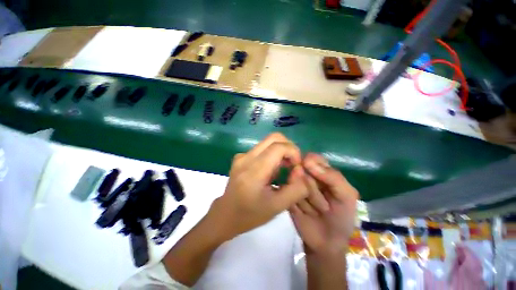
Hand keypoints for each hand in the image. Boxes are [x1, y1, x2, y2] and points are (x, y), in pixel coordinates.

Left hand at [211, 133, 309, 239]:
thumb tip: (302, 171)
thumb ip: (296, 189)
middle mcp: (246, 157)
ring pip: (268, 142)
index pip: (278, 147)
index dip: (293, 152)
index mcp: (254, 170)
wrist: (226, 215)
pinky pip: (261, 148)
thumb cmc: (250, 214)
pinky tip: (271, 170)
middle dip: (288, 147)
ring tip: (283, 169)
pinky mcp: (240, 157)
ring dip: (281, 151)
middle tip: (293, 164)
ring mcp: (242, 156)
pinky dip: (272, 154)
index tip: (297, 166)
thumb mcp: (277, 207)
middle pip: (273, 138)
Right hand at [289, 153, 358, 254]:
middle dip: (313, 189)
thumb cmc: (341, 217)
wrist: (325, 242)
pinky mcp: (287, 195)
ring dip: (307, 199)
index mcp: (323, 172)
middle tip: (324, 205)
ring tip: (314, 210)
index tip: (315, 176)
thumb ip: (334, 177)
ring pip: (294, 182)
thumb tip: (307, 161)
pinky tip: (303, 213)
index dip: (312, 164)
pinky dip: (296, 203)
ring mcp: (295, 186)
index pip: (313, 158)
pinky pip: (287, 193)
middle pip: (301, 170)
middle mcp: (307, 176)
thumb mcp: (347, 196)